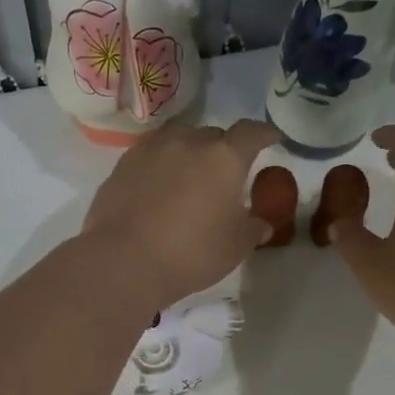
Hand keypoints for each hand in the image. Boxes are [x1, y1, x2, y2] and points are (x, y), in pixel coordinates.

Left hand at [80, 119, 279, 308]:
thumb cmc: (190, 254)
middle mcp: (188, 142)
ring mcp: (152, 150)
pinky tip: (158, 188)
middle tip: (224, 175)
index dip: (264, 133)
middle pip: (213, 135)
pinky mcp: (123, 164)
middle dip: (223, 150)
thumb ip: (253, 229)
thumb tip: (261, 223)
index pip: (251, 132)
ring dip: (189, 153)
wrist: (123, 261)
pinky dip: (161, 166)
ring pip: (179, 140)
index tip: (271, 138)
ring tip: (188, 178)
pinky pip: (151, 156)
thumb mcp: (235, 248)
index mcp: (224, 158)